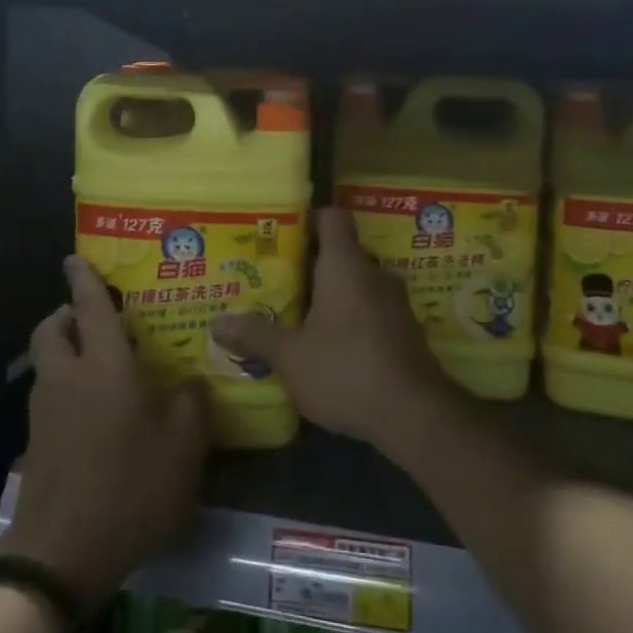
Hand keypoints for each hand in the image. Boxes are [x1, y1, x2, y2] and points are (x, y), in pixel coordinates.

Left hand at [0, 256, 210, 616]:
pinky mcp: (36, 441)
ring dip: (66, 349)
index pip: (90, 307)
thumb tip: (189, 382)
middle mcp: (68, 378)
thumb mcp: (184, 447)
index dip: (84, 279)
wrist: (63, 553)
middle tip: (97, 317)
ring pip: (48, 362)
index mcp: (105, 367)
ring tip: (103, 363)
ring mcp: (45, 411)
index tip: (75, 257)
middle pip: (52, 329)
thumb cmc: (130, 487)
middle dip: (67, 314)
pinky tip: (96, 411)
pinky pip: (50, 394)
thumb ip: (192, 403)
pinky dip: (66, 385)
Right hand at [209, 208, 459, 455]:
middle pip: (341, 253)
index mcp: (346, 265)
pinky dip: (349, 320)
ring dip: (330, 295)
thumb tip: (217, 323)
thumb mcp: (290, 356)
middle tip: (275, 278)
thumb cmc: (347, 369)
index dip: (309, 218)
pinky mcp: (405, 333)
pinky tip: (327, 346)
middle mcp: (374, 275)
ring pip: (356, 285)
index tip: (281, 231)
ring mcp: (395, 304)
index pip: (332, 217)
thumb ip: (255, 336)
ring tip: (296, 313)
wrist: (415, 415)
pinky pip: (370, 312)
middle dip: (310, 264)